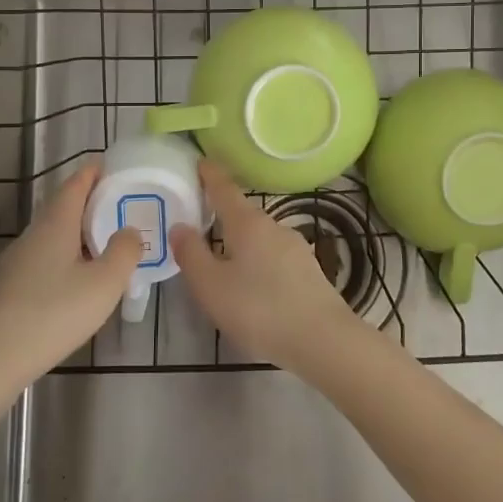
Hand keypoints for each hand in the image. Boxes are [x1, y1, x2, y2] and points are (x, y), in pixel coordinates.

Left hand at [0, 163, 142, 393]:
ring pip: (53, 232)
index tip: (113, 166)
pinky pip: (45, 255)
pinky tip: (79, 275)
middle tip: (119, 204)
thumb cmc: (55, 312)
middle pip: (62, 205)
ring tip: (105, 239)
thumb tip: (129, 230)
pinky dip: (67, 252)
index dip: (94, 172)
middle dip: (90, 200)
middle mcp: (34, 234)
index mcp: (56, 224)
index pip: (75, 184)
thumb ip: (124, 251)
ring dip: (78, 229)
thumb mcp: (105, 283)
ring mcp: (19, 259)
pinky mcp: (12, 284)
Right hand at [170, 159, 358, 373]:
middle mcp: (273, 227)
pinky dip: (257, 261)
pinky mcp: (308, 271)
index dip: (210, 175)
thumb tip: (180, 227)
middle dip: (222, 215)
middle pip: (242, 214)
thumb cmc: (259, 309)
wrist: (322, 340)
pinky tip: (252, 284)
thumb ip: (192, 254)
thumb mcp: (211, 286)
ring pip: (259, 237)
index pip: (224, 189)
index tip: (200, 161)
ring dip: (240, 242)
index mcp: (247, 223)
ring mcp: (295, 248)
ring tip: (222, 260)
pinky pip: (273, 257)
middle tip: (199, 222)